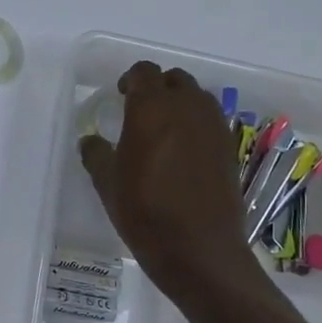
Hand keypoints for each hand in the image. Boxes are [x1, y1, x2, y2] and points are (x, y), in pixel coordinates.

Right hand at [79, 63, 268, 301]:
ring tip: (163, 132)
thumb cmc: (145, 212)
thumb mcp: (107, 184)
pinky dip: (196, 126)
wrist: (200, 250)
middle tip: (140, 113)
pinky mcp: (230, 148)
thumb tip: (91, 141)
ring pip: (197, 98)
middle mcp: (188, 107)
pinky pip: (211, 122)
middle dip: (157, 89)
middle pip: (174, 80)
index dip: (130, 80)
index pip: (144, 72)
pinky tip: (183, 154)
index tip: (120, 96)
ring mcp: (214, 127)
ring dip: (180, 105)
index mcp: (152, 109)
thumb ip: (96, 154)